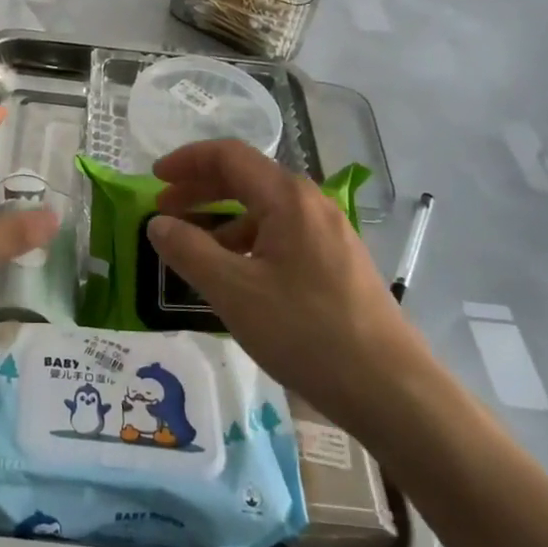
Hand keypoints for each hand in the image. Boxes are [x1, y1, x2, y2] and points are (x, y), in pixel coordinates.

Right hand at [146, 140, 423, 432]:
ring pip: (264, 208)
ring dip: (222, 218)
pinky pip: (282, 233)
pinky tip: (236, 273)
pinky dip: (248, 240)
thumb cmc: (307, 333)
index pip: (228, 155)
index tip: (154, 179)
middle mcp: (310, 202)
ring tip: (193, 247)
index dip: (187, 160)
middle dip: (200, 188)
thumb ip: (189, 251)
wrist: (393, 391)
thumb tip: (158, 224)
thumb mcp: (235, 292)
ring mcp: (329, 232)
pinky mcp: (338, 261)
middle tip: (163, 209)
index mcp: (287, 197)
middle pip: (246, 177)